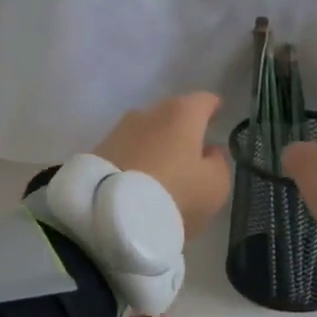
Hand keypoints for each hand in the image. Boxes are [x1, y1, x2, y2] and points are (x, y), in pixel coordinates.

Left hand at [93, 93, 232, 238]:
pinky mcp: (98, 150)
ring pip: (146, 131)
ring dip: (155, 143)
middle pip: (172, 113)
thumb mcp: (214, 186)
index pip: (204, 101)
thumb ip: (218, 163)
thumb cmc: (175, 195)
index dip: (213, 109)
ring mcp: (119, 129)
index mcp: (182, 113)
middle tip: (190, 150)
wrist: (112, 215)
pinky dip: (135, 159)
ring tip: (161, 168)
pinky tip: (138, 178)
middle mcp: (149, 112)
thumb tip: (209, 151)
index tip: (217, 116)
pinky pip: (126, 150)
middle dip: (182, 128)